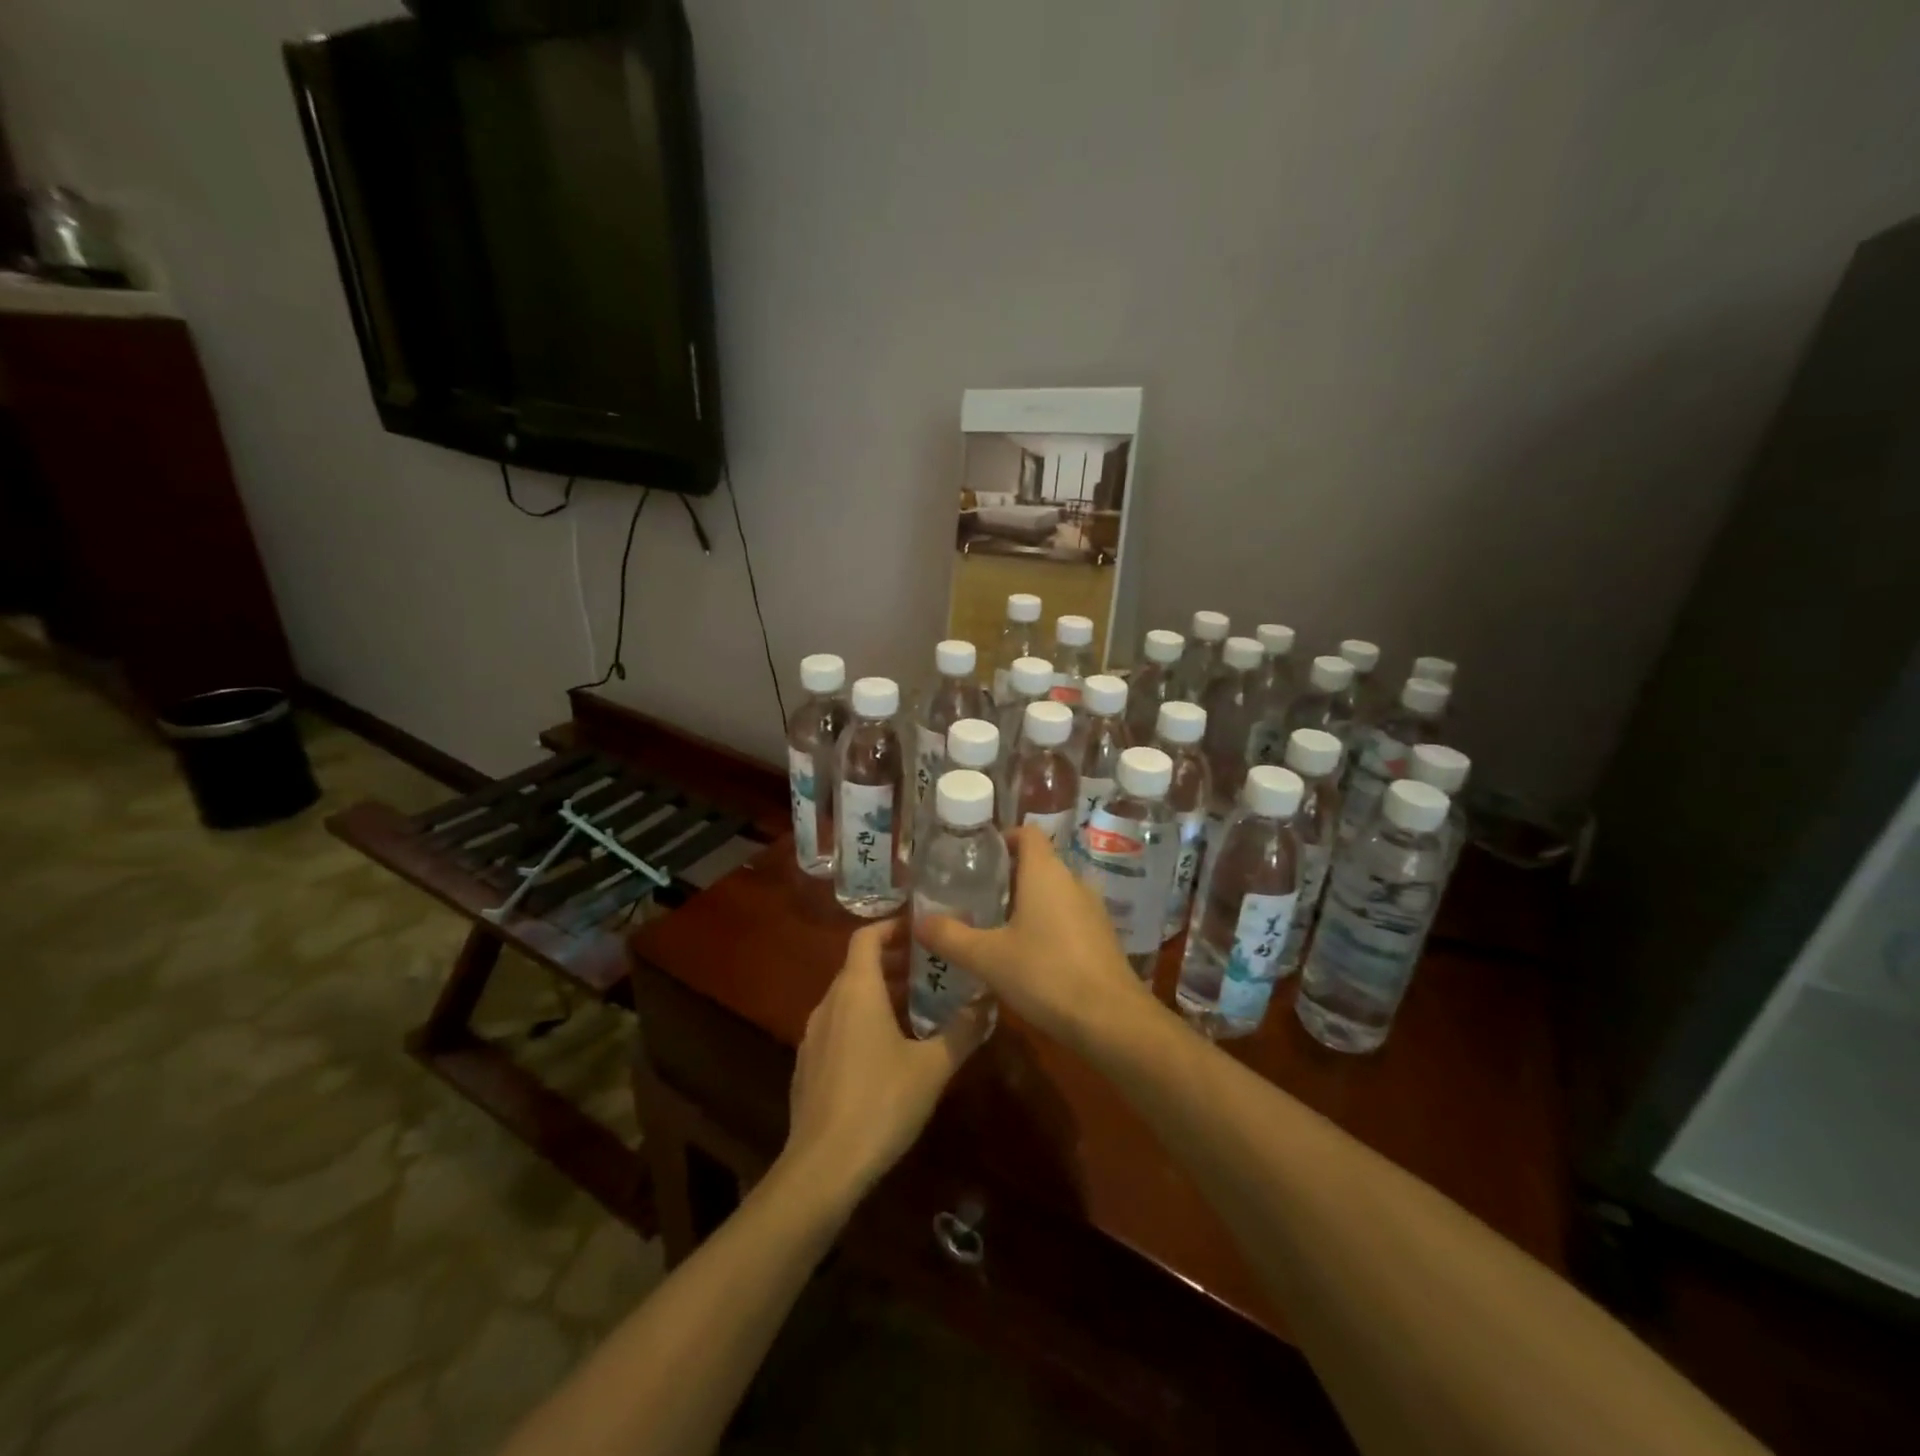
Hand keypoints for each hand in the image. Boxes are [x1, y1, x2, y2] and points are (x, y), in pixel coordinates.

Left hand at [782, 919, 988, 1204]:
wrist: (822, 1168)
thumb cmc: (881, 1104)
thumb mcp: (933, 1067)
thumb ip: (963, 1030)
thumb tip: (988, 1002)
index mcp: (856, 990)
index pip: (866, 937)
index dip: (892, 926)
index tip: (921, 929)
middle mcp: (829, 1003)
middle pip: (858, 966)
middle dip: (893, 961)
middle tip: (930, 968)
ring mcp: (812, 1035)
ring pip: (847, 997)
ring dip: (879, 992)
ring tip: (916, 1007)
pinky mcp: (807, 1065)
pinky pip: (837, 1025)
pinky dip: (861, 1020)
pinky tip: (886, 1050)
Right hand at [914, 824, 1151, 1053]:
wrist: (1111, 1020)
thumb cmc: (1045, 974)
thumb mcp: (987, 957)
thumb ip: (950, 936)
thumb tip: (918, 921)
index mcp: (1045, 873)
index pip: (1027, 833)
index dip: (1003, 838)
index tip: (977, 858)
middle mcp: (1072, 881)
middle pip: (1038, 862)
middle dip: (1008, 875)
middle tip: (975, 895)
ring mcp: (1092, 909)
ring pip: (1054, 891)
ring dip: (1028, 901)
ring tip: (995, 925)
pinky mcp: (1102, 936)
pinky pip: (1068, 916)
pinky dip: (1047, 923)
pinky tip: (1028, 954)